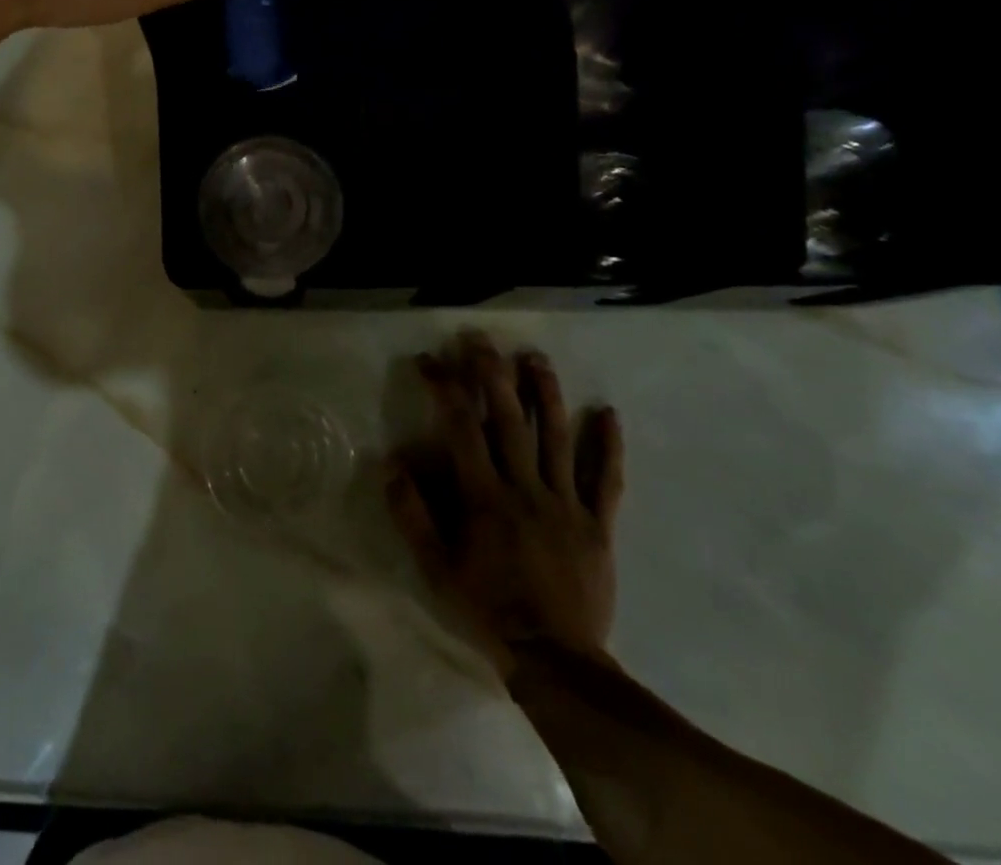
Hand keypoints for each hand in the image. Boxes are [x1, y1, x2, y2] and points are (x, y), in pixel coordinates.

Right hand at [388, 333, 624, 677]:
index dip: (444, 386)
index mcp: (484, 496)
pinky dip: (609, 446)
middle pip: (510, 419)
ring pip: (558, 437)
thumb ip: (412, 514)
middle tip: (482, 339)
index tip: (428, 361)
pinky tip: (609, 413)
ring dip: (546, 393)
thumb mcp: (436, 567)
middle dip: (493, 373)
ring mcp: (566, 504)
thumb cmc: (488, 609)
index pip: (461, 426)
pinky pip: (606, 480)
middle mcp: (525, 488)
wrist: (555, 661)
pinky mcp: (597, 524)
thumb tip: (391, 462)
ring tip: (535, 357)